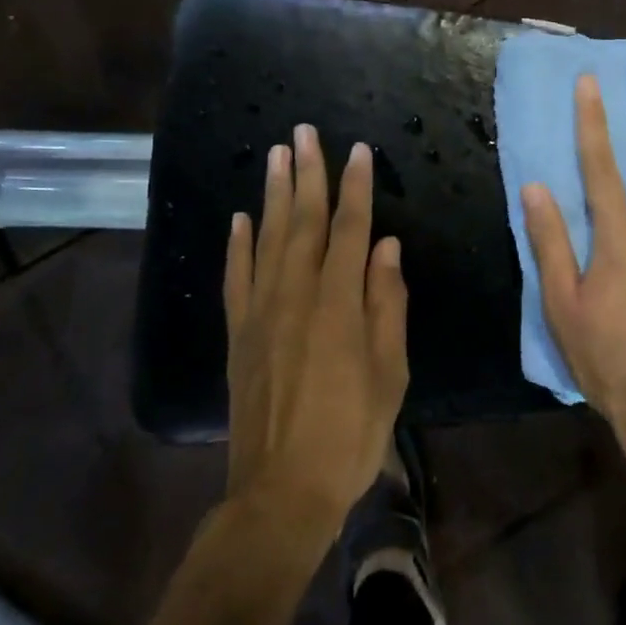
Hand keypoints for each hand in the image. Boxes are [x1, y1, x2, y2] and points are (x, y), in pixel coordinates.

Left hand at [223, 126, 408, 527]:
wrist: (282, 492)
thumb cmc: (350, 433)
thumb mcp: (390, 372)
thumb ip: (387, 304)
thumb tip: (387, 248)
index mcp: (339, 304)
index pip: (350, 231)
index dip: (355, 188)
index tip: (358, 151)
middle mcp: (296, 296)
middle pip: (302, 222)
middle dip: (307, 173)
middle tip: (304, 132)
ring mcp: (261, 313)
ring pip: (266, 240)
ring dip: (272, 195)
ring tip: (275, 155)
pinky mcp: (238, 335)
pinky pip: (236, 279)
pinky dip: (237, 245)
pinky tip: (238, 219)